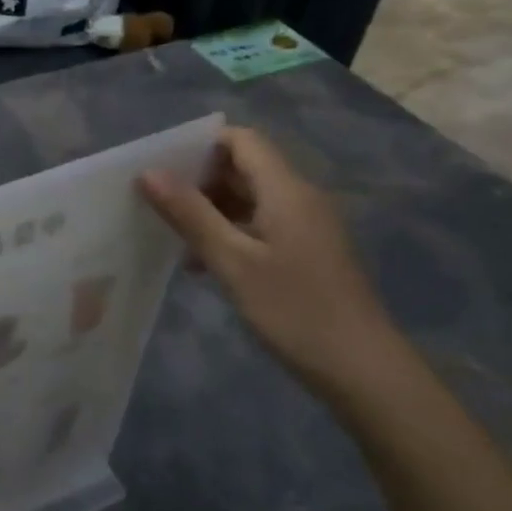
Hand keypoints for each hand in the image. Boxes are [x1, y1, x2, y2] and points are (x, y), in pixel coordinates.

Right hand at [139, 127, 400, 391]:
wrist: (362, 370)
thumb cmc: (293, 309)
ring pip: (250, 198)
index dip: (200, 145)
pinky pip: (261, 224)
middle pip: (245, 167)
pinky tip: (205, 264)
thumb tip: (149, 172)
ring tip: (174, 237)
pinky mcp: (307, 252)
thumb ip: (190, 214)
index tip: (161, 168)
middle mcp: (300, 198)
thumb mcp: (231, 261)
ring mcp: (307, 226)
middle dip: (199, 179)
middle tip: (157, 204)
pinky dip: (230, 232)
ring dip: (211, 210)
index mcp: (286, 190)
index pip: (242, 140)